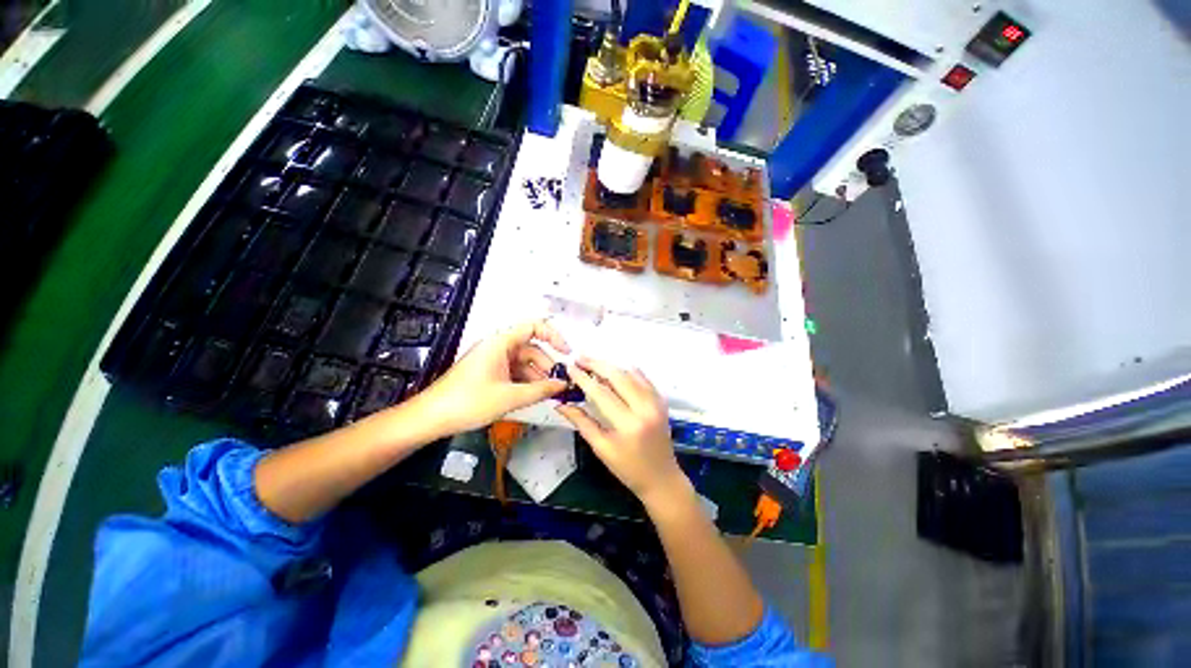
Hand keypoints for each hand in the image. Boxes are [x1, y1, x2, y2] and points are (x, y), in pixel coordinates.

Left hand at [419, 320, 569, 433]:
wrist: (431, 417)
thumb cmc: (468, 402)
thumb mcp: (509, 397)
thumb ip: (540, 390)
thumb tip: (562, 385)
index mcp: (501, 343)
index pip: (534, 327)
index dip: (553, 336)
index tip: (566, 353)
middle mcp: (498, 347)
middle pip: (531, 348)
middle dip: (547, 364)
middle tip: (560, 382)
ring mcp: (493, 360)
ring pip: (523, 362)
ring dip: (538, 375)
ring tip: (550, 393)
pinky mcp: (489, 373)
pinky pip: (514, 372)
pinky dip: (526, 381)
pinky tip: (534, 395)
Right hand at [555, 358, 688, 505]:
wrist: (662, 478)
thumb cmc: (628, 468)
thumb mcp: (601, 448)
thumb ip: (582, 423)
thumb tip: (561, 404)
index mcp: (628, 425)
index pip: (601, 393)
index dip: (584, 378)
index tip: (570, 367)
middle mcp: (644, 409)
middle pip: (618, 376)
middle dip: (597, 364)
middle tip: (580, 358)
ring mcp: (656, 403)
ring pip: (631, 373)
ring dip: (611, 365)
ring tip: (593, 362)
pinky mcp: (661, 401)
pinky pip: (644, 378)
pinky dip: (628, 370)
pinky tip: (616, 368)